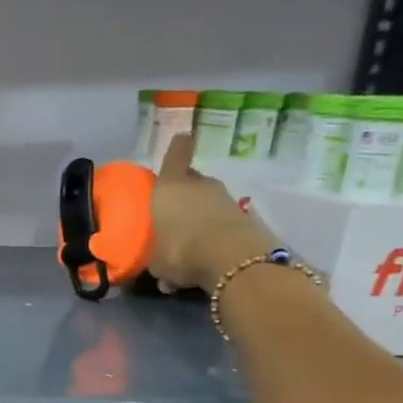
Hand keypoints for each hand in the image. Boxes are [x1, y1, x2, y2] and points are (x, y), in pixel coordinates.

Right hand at [148, 133, 278, 290]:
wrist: (232, 260)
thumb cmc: (180, 250)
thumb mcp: (157, 261)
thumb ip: (156, 258)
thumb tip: (159, 264)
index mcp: (170, 187)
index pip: (176, 155)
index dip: (178, 147)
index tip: (183, 138)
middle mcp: (199, 185)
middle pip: (191, 181)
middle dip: (184, 193)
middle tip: (173, 213)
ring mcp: (226, 199)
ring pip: (208, 202)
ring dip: (200, 216)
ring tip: (189, 242)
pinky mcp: (246, 217)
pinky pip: (222, 222)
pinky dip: (215, 234)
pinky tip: (206, 257)